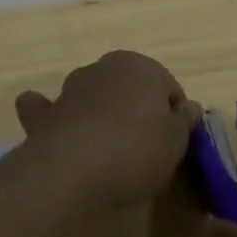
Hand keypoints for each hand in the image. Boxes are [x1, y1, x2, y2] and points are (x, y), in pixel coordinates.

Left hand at [14, 51, 195, 204]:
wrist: (73, 169)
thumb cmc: (136, 149)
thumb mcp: (176, 140)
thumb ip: (184, 121)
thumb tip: (191, 107)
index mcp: (140, 66)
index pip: (167, 85)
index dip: (175, 113)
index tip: (176, 141)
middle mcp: (103, 68)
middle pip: (128, 87)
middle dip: (136, 108)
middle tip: (145, 145)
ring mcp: (70, 89)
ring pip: (92, 94)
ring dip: (99, 110)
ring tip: (108, 146)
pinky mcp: (44, 114)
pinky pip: (49, 110)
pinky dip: (50, 114)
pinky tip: (55, 126)